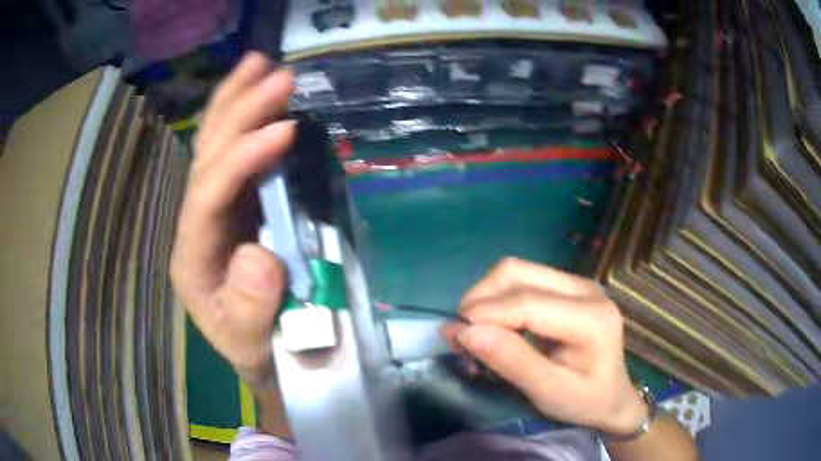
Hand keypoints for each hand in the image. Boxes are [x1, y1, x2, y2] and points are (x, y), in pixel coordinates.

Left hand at [170, 52, 295, 387]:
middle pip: (206, 156)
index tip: (286, 131)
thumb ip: (250, 311)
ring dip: (235, 102)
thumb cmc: (255, 349)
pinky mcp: (235, 205)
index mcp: (193, 256)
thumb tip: (260, 254)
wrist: (257, 352)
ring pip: (214, 146)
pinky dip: (245, 120)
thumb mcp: (252, 345)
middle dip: (239, 112)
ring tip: (260, 64)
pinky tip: (258, 96)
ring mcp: (214, 209)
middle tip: (277, 75)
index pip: (208, 195)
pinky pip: (233, 155)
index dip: (243, 160)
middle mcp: (195, 222)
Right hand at [443, 257, 646, 434]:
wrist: (612, 397)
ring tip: (476, 333)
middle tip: (463, 337)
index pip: (527, 302)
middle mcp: (586, 288)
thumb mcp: (548, 392)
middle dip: (480, 300)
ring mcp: (577, 283)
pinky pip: (522, 280)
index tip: (454, 337)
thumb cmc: (585, 401)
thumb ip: (510, 361)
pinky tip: (495, 327)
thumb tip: (464, 332)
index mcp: (591, 317)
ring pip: (516, 271)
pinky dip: (498, 300)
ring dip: (486, 298)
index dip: (485, 315)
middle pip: (517, 272)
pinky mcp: (567, 286)